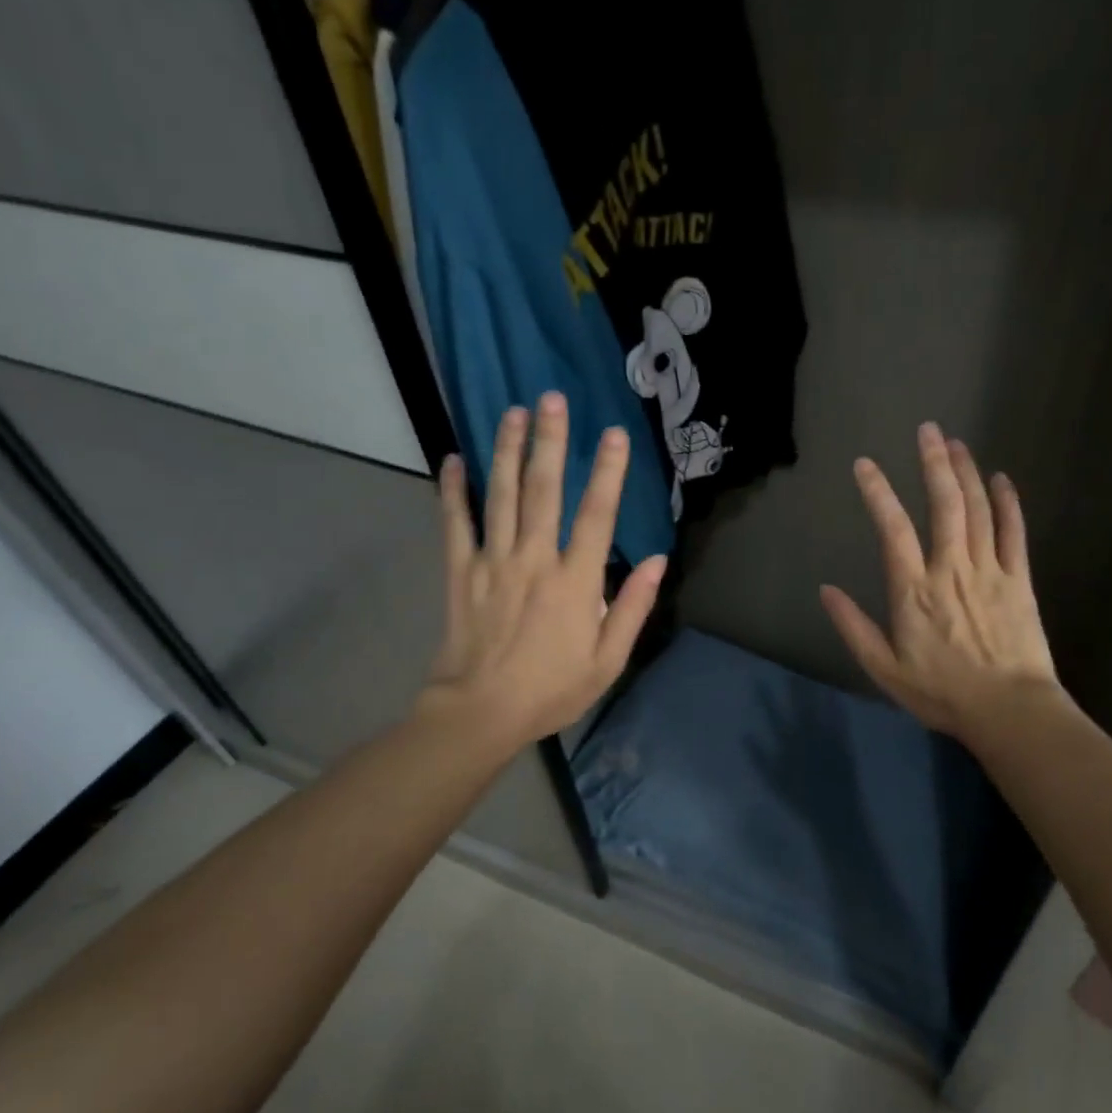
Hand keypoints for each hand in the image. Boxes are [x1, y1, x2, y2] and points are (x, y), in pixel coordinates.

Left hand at [418, 392, 666, 754]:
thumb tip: (658, 562)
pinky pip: (456, 523)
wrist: (480, 713)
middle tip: (552, 399)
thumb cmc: (551, 689)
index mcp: (575, 581)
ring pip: (501, 496)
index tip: (613, 434)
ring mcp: (493, 562)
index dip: (608, 472)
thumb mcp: (608, 661)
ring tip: (513, 412)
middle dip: (550, 442)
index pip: (596, 515)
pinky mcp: (461, 572)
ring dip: (508, 451)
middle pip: (543, 490)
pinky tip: (453, 459)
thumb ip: (633, 608)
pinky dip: (454, 490)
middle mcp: (534, 559)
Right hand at [820, 422, 1063, 744]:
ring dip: (966, 473)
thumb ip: (853, 627)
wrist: (1010, 711)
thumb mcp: (884, 668)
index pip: (893, 529)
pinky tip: (1002, 479)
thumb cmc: (941, 692)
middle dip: (933, 463)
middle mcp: (951, 568)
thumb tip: (825, 590)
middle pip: (944, 504)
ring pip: (979, 510)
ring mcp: (990, 570)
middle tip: (927, 430)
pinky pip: (1014, 533)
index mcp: (914, 589)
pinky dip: (1008, 503)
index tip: (865, 464)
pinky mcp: (1019, 580)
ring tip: (955, 443)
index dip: (878, 493)